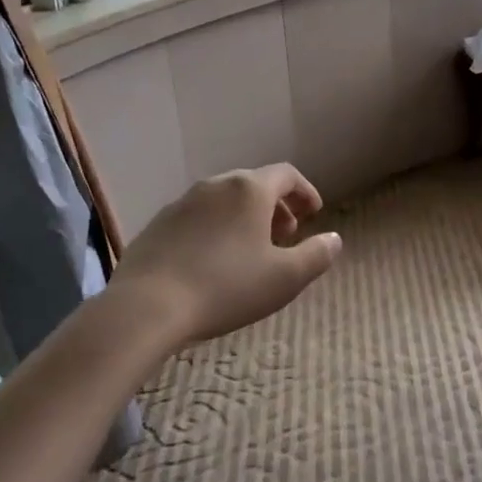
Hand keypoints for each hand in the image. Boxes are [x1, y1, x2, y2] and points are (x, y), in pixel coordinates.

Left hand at [108, 163, 342, 351]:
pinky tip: (213, 262)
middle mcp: (216, 185)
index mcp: (250, 190)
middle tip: (286, 235)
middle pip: (254, 185)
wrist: (147, 306)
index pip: (286, 175)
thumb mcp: (285, 278)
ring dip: (245, 218)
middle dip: (276, 207)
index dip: (305, 191)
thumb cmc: (226, 287)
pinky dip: (216, 229)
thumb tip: (334, 239)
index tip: (314, 214)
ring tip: (251, 250)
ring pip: (224, 201)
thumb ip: (316, 255)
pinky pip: (198, 218)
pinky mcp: (158, 224)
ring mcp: (182, 202)